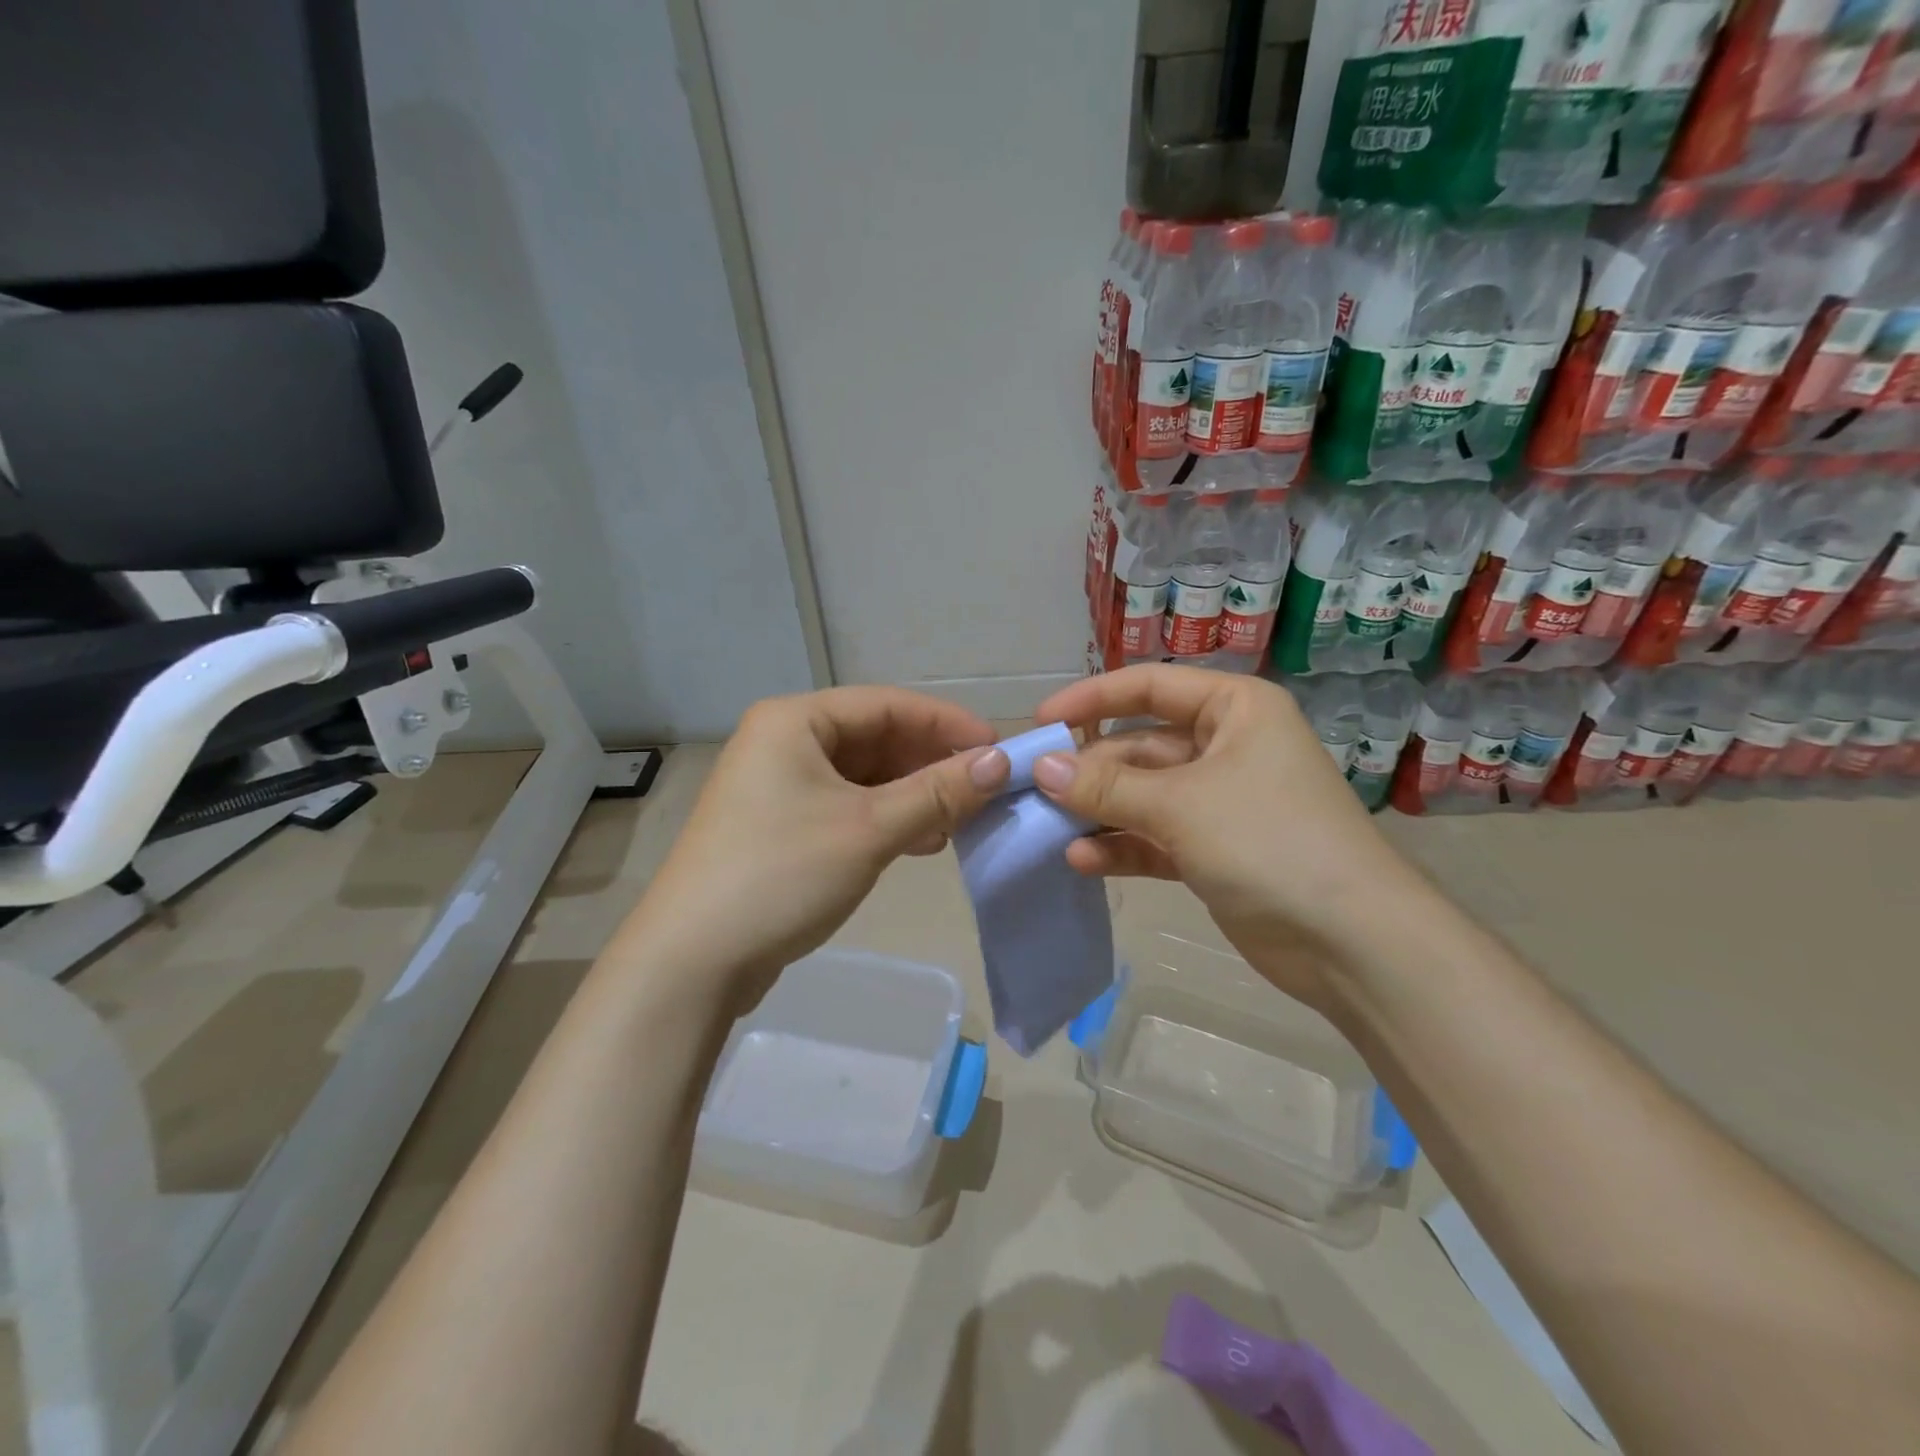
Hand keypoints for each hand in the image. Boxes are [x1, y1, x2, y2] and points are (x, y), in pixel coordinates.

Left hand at [620, 687, 1009, 1006]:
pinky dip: (886, 819)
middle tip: (984, 791)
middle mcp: (783, 742)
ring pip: (864, 776)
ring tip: (958, 822)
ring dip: (913, 795)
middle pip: (876, 738)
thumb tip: (1001, 762)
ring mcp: (778, 786)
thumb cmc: (781, 874)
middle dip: (931, 763)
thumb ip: (938, 792)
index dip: (948, 724)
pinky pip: (847, 806)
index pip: (888, 704)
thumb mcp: (869, 828)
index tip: (999, 750)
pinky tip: (921, 842)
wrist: (692, 961)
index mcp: (794, 720)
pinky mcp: (781, 827)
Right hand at [1030, 665, 1425, 1011]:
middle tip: (1035, 790)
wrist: (1352, 942)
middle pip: (1140, 747)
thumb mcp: (1180, 805)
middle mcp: (1227, 747)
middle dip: (1090, 770)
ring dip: (1100, 811)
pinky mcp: (1213, 851)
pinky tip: (1082, 860)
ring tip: (1049, 828)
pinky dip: (1121, 845)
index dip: (1092, 699)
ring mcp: (1220, 802)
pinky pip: (1155, 837)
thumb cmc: (1269, 842)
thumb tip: (1041, 767)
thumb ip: (1106, 786)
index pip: (1150, 687)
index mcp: (1234, 710)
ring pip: (1143, 795)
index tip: (1042, 722)